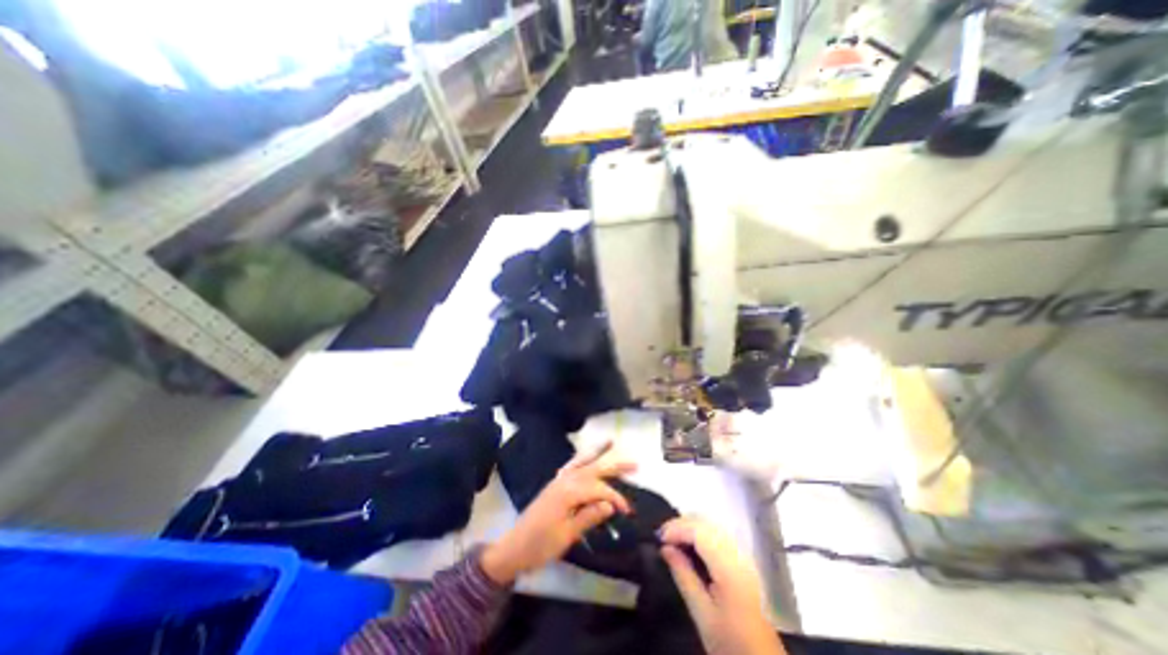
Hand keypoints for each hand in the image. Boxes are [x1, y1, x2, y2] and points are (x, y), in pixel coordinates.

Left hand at [479, 440, 635, 584]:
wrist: (514, 548)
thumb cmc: (540, 545)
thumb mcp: (567, 536)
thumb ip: (589, 517)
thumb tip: (610, 504)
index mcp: (569, 492)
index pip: (600, 490)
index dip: (616, 498)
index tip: (627, 511)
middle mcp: (565, 480)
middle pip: (594, 469)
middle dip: (615, 465)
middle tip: (635, 464)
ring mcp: (559, 480)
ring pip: (582, 462)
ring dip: (598, 453)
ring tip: (611, 442)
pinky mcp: (555, 484)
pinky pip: (571, 466)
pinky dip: (582, 459)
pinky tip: (586, 457)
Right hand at [655, 516, 782, 653]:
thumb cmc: (730, 642)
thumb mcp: (702, 614)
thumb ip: (683, 576)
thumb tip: (665, 548)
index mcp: (729, 567)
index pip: (699, 531)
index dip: (677, 528)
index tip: (658, 538)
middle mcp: (738, 554)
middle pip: (706, 524)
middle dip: (681, 524)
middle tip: (662, 537)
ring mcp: (743, 556)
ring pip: (712, 526)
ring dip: (690, 527)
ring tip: (672, 539)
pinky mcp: (743, 560)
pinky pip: (717, 534)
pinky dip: (700, 533)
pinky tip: (689, 545)